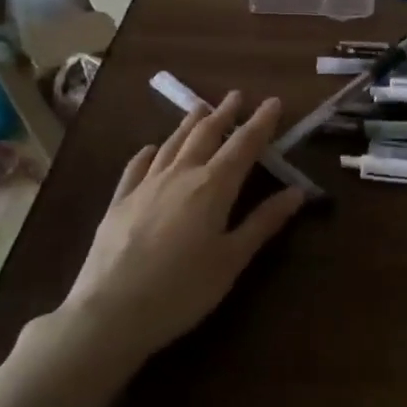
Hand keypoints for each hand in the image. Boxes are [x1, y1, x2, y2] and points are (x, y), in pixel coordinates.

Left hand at [56, 92, 305, 363]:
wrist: (110, 312)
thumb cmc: (182, 290)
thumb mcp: (232, 260)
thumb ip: (263, 222)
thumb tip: (297, 192)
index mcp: (213, 187)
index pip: (244, 145)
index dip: (261, 122)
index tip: (273, 101)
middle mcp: (180, 175)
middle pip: (206, 135)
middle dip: (224, 113)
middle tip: (237, 95)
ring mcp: (145, 185)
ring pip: (172, 143)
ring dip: (189, 123)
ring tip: (201, 107)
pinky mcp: (119, 202)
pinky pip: (136, 166)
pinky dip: (149, 152)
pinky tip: (151, 148)